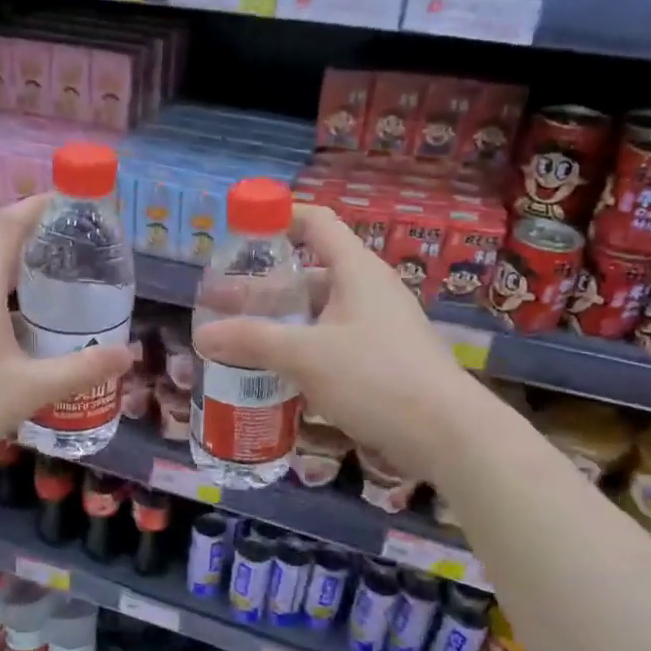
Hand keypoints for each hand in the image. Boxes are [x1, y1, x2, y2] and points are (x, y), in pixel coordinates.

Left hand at [0, 196, 134, 481]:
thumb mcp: (30, 390)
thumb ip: (81, 369)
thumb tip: (127, 355)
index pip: (8, 224)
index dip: (39, 205)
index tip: (70, 204)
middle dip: (38, 249)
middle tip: (78, 261)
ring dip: (17, 282)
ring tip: (54, 301)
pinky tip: (15, 336)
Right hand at [190, 204, 475, 471]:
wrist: (447, 434)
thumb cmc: (375, 377)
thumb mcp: (305, 355)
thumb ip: (252, 341)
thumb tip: (202, 335)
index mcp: (356, 271)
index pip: (315, 222)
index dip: (279, 216)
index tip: (241, 231)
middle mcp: (369, 290)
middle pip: (311, 271)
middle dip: (267, 285)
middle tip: (226, 304)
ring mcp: (379, 326)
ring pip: (320, 311)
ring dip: (283, 322)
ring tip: (242, 340)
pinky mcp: (383, 359)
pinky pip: (333, 341)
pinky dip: (303, 348)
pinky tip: (277, 373)